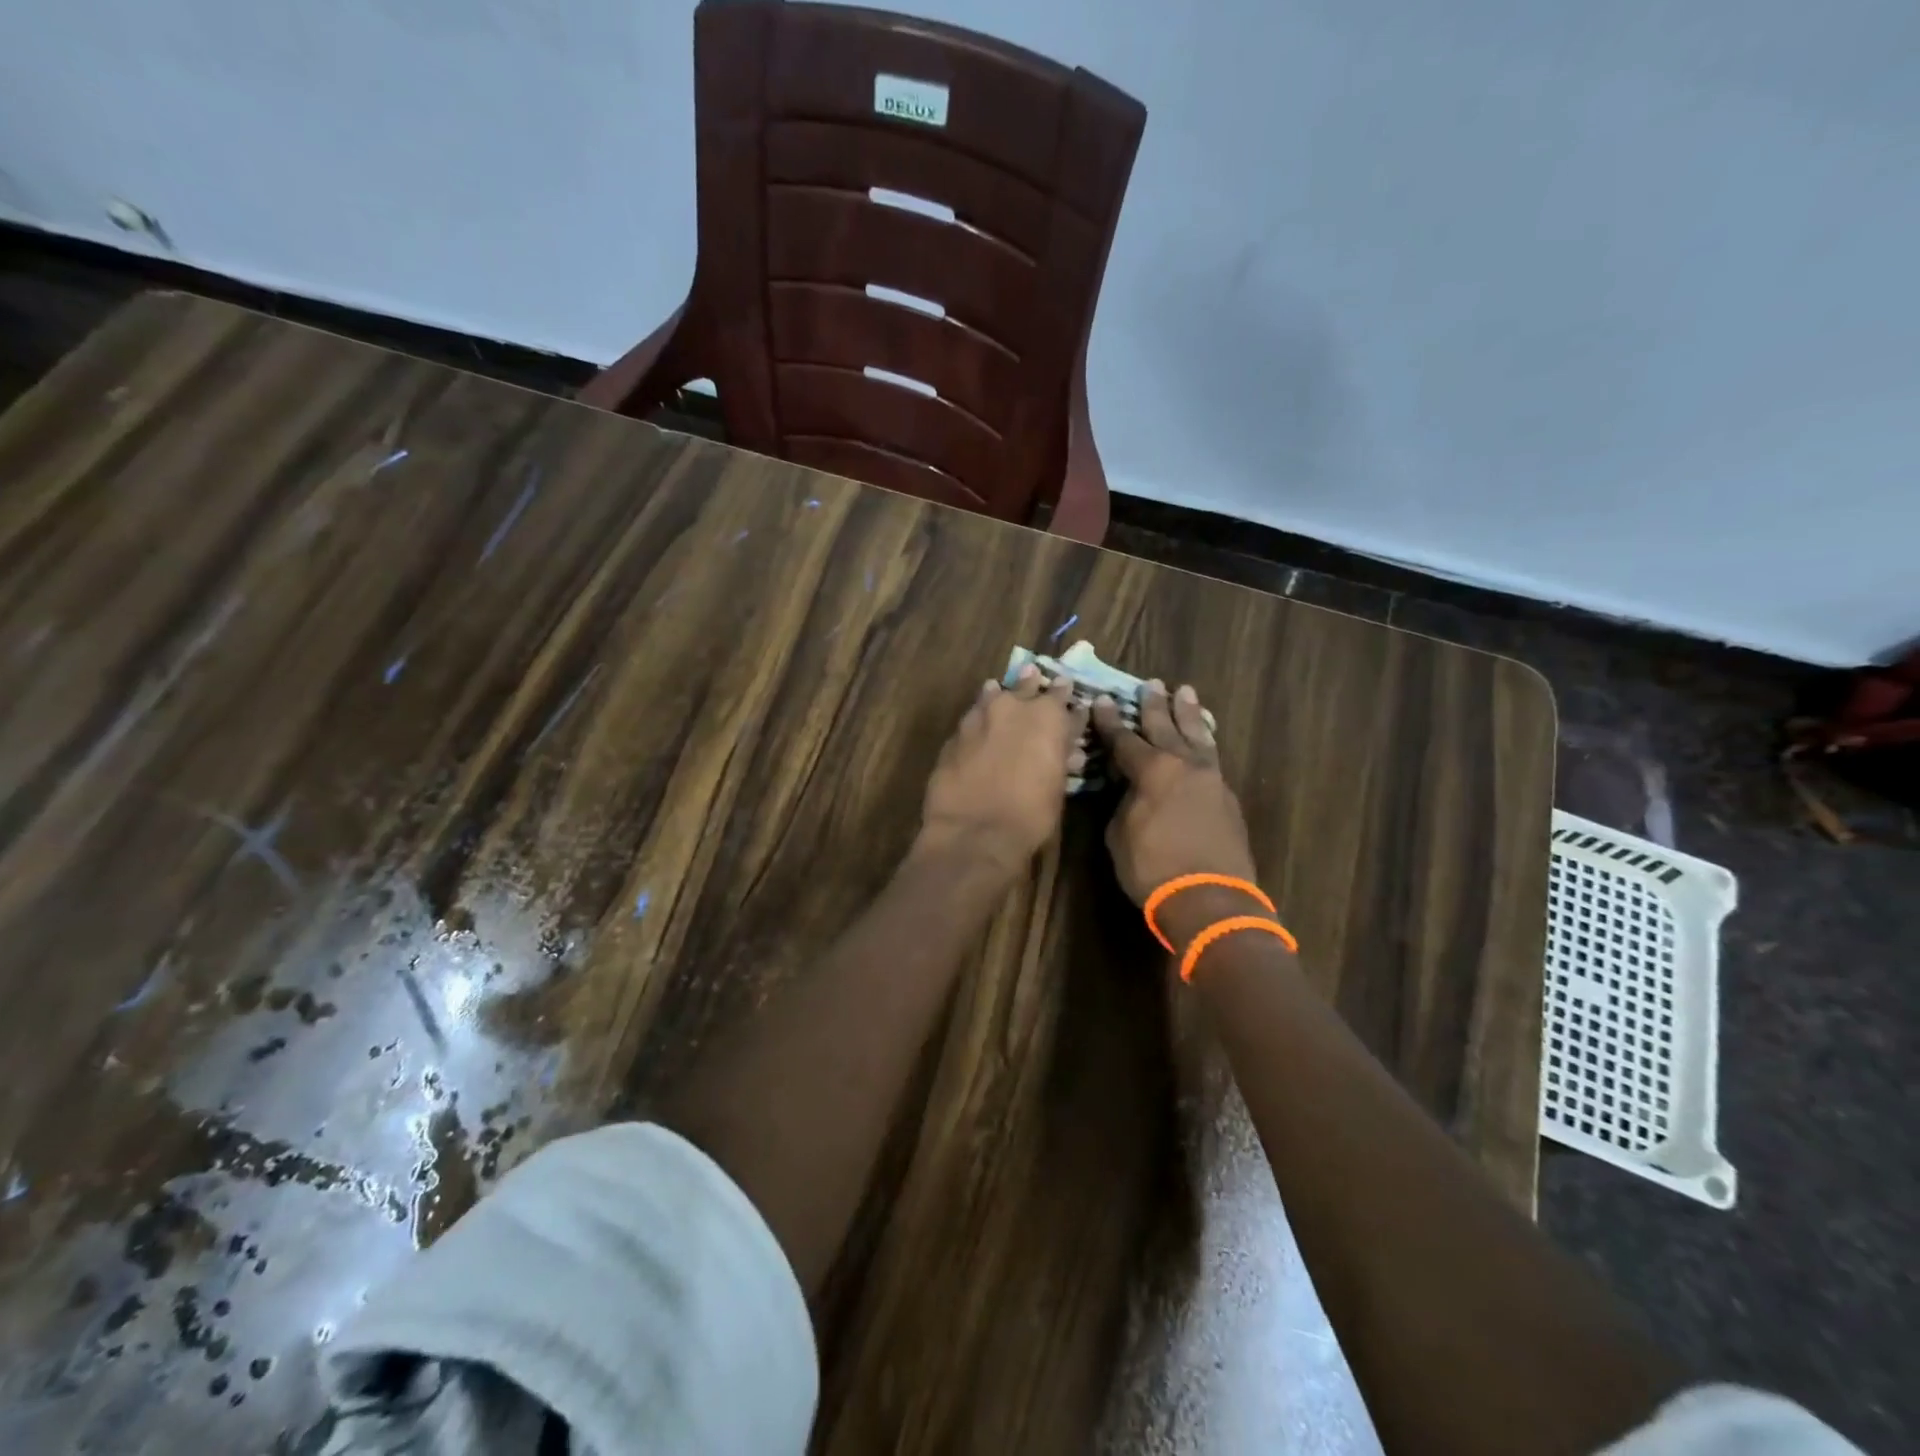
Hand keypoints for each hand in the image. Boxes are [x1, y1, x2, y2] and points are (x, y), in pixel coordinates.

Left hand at [919, 665, 1087, 874]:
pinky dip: (979, 719)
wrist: (974, 832)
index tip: (1069, 693)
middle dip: (1033, 685)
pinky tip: (978, 723)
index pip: (1062, 695)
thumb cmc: (1030, 814)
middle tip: (1035, 678)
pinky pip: (971, 719)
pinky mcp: (953, 736)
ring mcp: (977, 718)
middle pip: (1025, 687)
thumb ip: (1060, 755)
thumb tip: (1067, 746)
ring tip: (1000, 692)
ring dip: (1000, 696)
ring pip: (992, 695)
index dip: (1067, 697)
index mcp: (1046, 716)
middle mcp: (1011, 707)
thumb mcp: (1058, 784)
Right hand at [1091, 681, 1257, 907]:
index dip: (1111, 721)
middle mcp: (1183, 765)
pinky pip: (1212, 758)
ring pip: (1197, 736)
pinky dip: (1204, 742)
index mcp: (1152, 771)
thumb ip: (1123, 802)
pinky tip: (1203, 739)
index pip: (1124, 739)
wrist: (1210, 898)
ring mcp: (1211, 780)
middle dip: (1154, 706)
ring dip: (1188, 714)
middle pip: (1165, 728)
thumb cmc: (1153, 868)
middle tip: (1151, 684)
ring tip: (1184, 692)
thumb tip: (1130, 789)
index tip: (1103, 701)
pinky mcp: (1228, 798)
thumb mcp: (1120, 833)